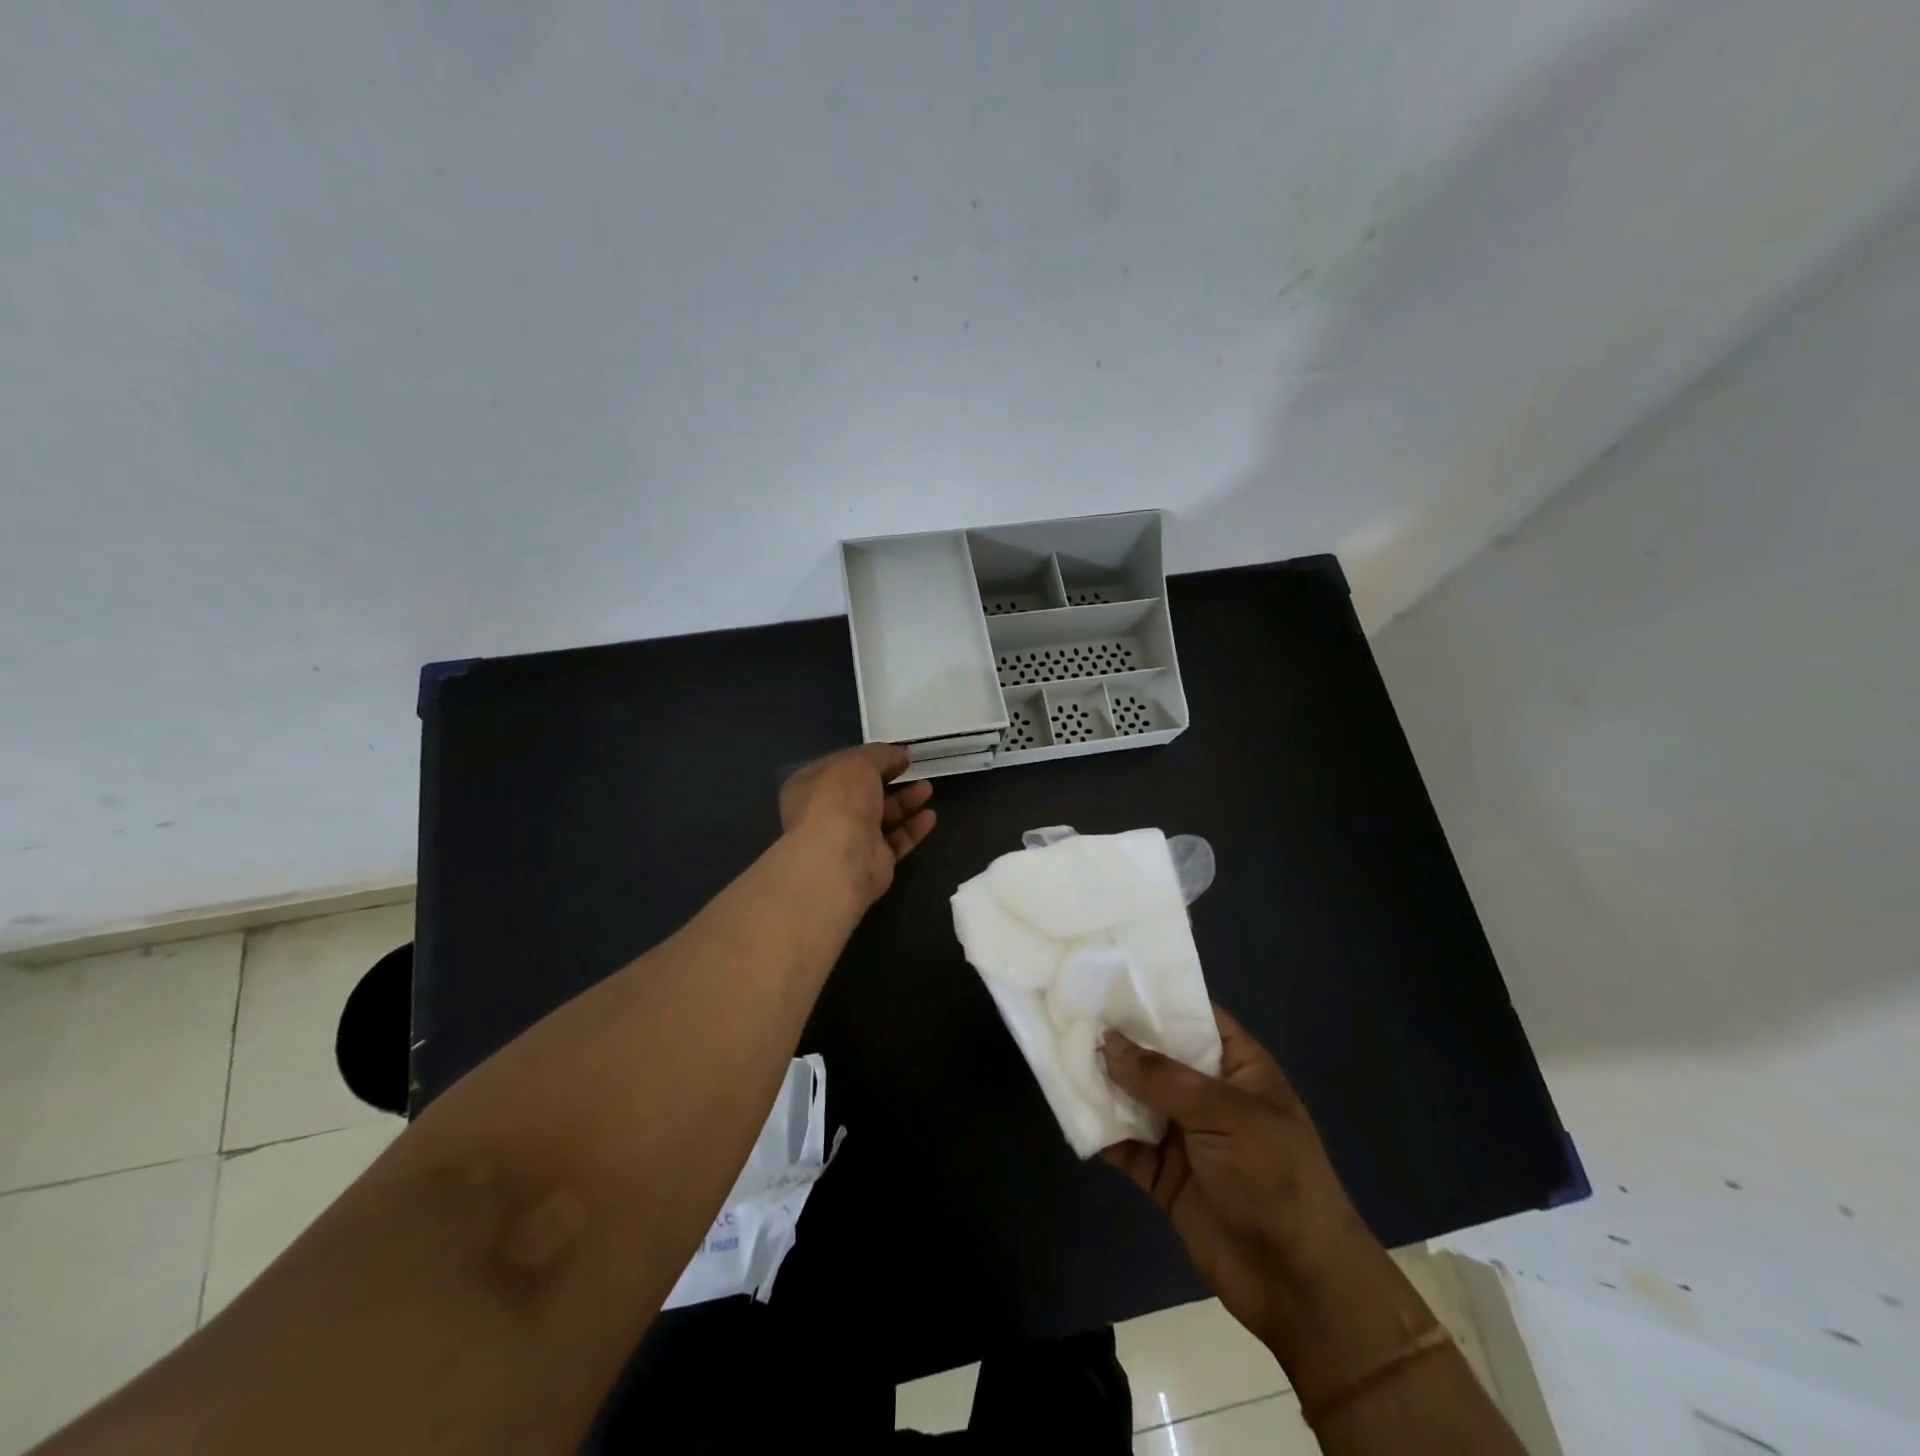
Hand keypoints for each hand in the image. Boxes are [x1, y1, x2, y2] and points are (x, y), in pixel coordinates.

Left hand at [778, 744, 936, 905]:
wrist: (840, 858)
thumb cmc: (839, 800)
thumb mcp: (859, 762)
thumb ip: (881, 754)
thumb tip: (902, 753)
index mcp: (810, 786)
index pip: (839, 768)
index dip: (867, 758)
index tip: (895, 753)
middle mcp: (825, 814)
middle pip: (862, 793)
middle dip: (888, 779)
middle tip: (912, 768)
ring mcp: (848, 840)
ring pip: (880, 817)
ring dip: (904, 802)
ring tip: (928, 788)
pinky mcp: (871, 862)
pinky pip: (895, 841)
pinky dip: (912, 829)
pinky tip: (930, 817)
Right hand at [1100, 1007, 1376, 1353]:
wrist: (1298, 1283)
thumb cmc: (1273, 1176)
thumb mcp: (1222, 1113)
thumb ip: (1160, 1077)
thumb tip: (1105, 1039)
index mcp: (1236, 1066)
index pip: (1192, 1015)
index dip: (1153, 997)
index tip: (1105, 975)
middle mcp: (1206, 1093)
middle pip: (1155, 1055)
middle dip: (1116, 1038)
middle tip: (1067, 1008)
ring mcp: (1183, 1134)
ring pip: (1133, 1096)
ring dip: (1101, 1081)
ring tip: (1057, 1050)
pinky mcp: (1162, 1174)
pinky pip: (1124, 1142)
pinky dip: (1099, 1128)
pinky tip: (1067, 1107)